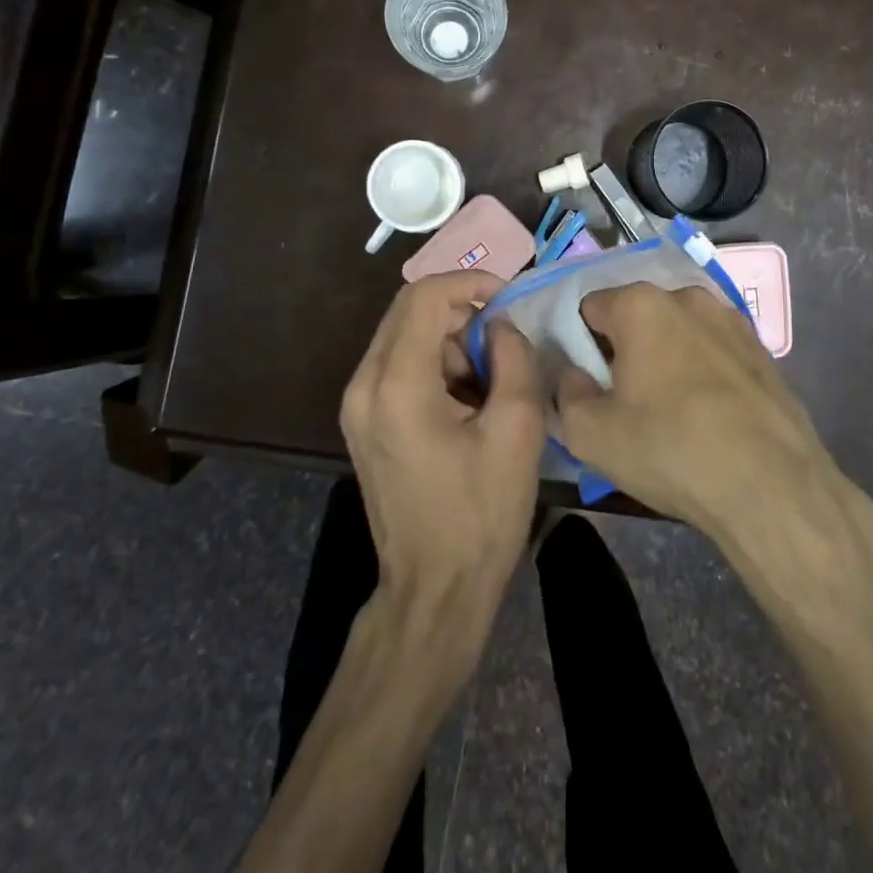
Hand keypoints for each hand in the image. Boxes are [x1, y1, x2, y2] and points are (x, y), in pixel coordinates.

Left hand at [340, 272, 547, 657]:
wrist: (434, 589)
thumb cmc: (480, 514)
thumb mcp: (516, 430)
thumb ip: (513, 358)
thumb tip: (500, 325)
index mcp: (397, 384)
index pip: (425, 296)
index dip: (471, 283)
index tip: (509, 300)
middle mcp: (363, 384)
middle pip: (408, 310)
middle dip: (461, 311)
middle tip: (504, 341)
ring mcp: (356, 404)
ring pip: (403, 335)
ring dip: (449, 340)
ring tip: (489, 380)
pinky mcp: (362, 421)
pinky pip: (397, 365)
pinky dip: (434, 363)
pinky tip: (465, 400)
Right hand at [555, 284, 858, 544]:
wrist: (773, 486)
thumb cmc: (671, 449)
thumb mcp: (590, 434)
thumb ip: (566, 392)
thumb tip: (573, 375)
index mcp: (641, 304)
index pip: (589, 308)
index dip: (580, 346)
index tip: (589, 384)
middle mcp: (687, 297)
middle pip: (636, 317)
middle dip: (624, 350)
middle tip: (625, 401)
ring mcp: (731, 320)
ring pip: (678, 332)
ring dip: (665, 358)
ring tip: (671, 412)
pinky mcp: (762, 348)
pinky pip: (713, 351)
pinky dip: (702, 371)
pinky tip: (709, 416)